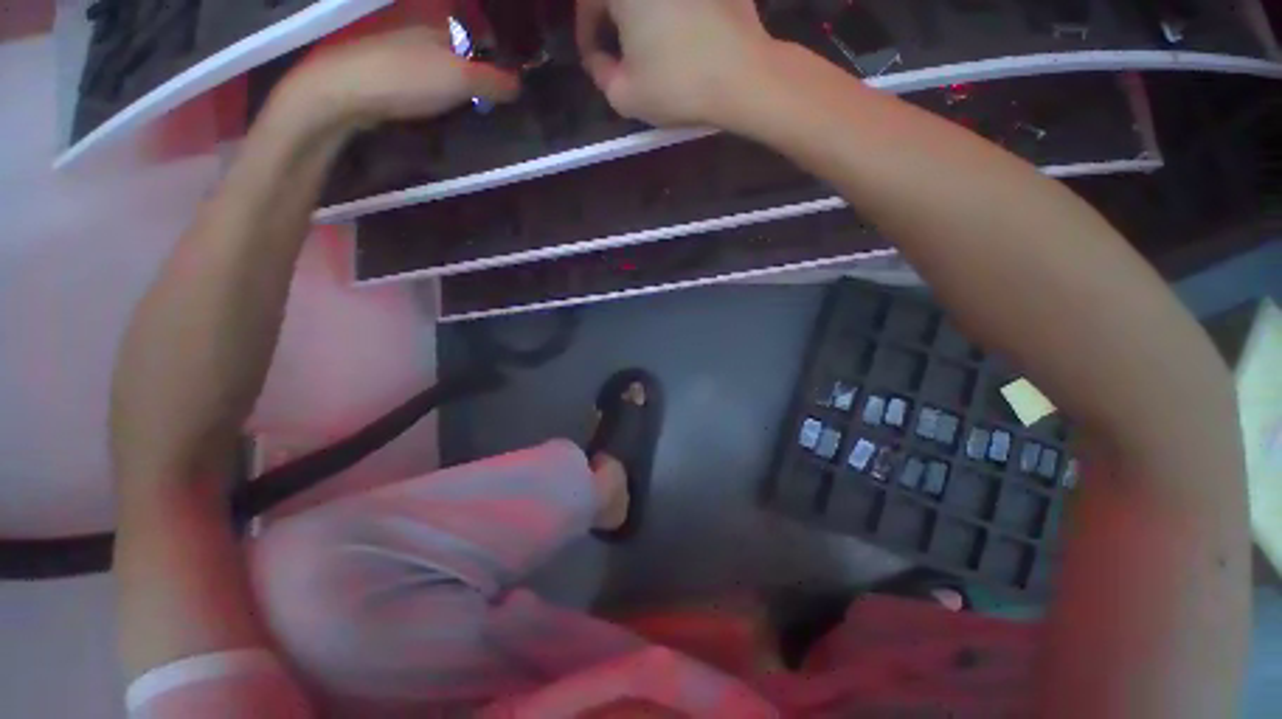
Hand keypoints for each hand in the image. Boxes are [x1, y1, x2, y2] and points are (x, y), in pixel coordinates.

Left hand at [274, 24, 519, 135]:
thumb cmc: (407, 78)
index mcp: (443, 20)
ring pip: (446, 60)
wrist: (344, 90)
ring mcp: (404, 43)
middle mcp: (424, 25)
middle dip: (482, 70)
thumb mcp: (462, 80)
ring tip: (471, 106)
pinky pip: (427, 72)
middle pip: (465, 47)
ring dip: (461, 81)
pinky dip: (440, 86)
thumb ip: (496, 81)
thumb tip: (520, 84)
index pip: (484, 32)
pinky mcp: (390, 64)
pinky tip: (442, 104)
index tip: (511, 84)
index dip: (501, 55)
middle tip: (492, 100)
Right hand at [576, 0, 778, 127]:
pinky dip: (674, 12)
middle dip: (612, 17)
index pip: (588, 2)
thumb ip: (600, 74)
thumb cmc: (678, 87)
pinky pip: (682, 2)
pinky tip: (681, 33)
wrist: (744, 76)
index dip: (586, 33)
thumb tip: (600, 59)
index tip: (594, 58)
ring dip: (642, 15)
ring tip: (649, 43)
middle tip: (618, 49)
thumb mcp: (625, 97)